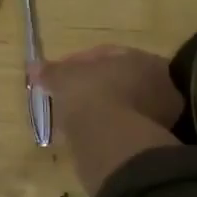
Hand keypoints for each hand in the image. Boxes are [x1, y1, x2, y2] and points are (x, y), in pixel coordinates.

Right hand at [34, 45, 184, 131]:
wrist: (112, 140)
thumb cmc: (90, 95)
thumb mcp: (63, 78)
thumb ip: (50, 71)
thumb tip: (34, 67)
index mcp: (141, 58)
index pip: (107, 54)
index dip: (78, 62)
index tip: (58, 73)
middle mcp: (160, 83)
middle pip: (120, 80)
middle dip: (94, 86)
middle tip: (69, 95)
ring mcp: (162, 114)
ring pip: (124, 105)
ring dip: (101, 109)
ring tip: (75, 118)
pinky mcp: (156, 142)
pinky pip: (125, 128)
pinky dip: (107, 129)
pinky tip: (88, 135)